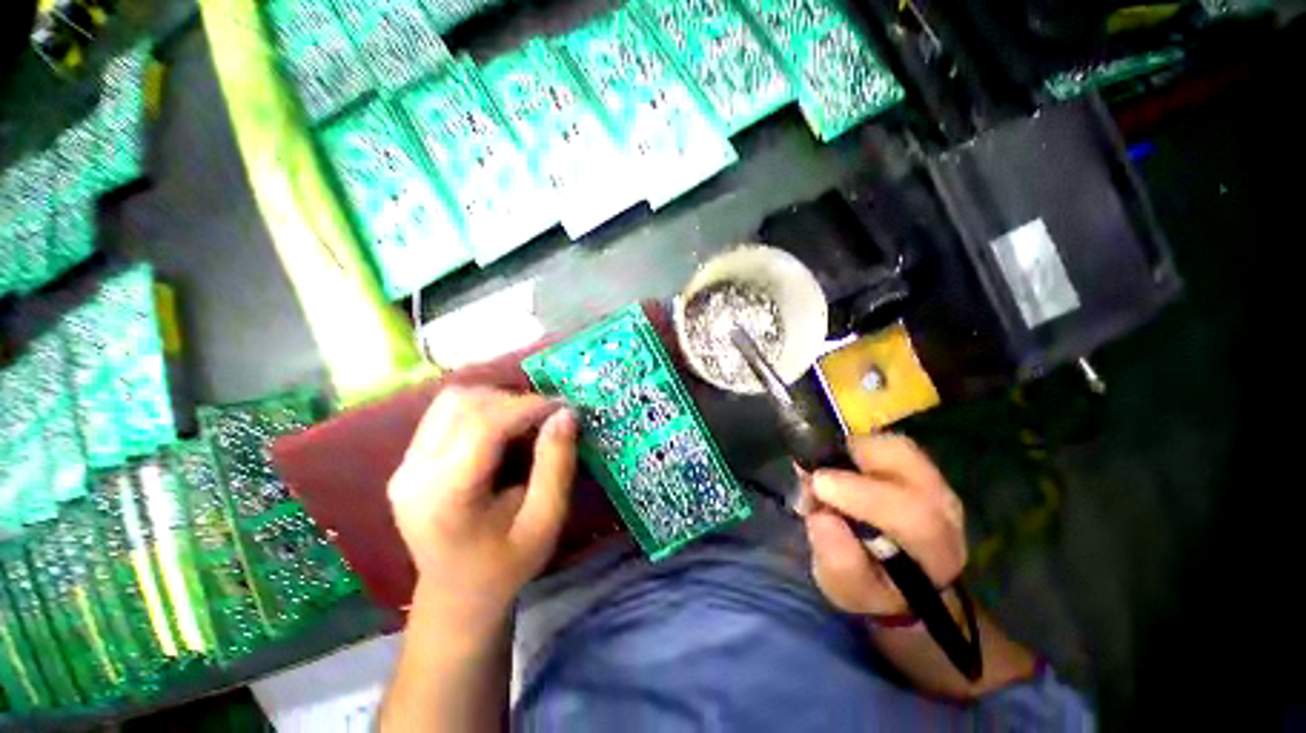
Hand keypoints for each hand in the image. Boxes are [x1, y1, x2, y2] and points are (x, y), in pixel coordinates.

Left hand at [387, 386, 577, 621]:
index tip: (562, 407)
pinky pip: (446, 412)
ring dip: (496, 399)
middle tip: (547, 416)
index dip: (527, 407)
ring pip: (452, 400)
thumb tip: (566, 414)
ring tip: (526, 418)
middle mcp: (414, 474)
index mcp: (445, 497)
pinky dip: (481, 407)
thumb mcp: (545, 521)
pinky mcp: (408, 460)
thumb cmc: (506, 564)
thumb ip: (556, 466)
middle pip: (463, 404)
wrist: (457, 593)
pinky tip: (503, 426)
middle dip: (513, 401)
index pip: (483, 427)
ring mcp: (404, 465)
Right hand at [803, 434, 965, 616]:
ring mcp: (933, 479)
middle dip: (851, 461)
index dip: (864, 495)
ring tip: (825, 472)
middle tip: (813, 475)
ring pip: (895, 447)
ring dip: (851, 453)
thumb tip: (822, 516)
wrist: (898, 575)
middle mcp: (944, 506)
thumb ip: (838, 561)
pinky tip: (837, 467)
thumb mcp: (847, 589)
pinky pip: (885, 442)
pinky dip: (854, 448)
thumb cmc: (872, 586)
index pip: (914, 514)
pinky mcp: (916, 463)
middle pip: (909, 466)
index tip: (818, 486)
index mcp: (936, 549)